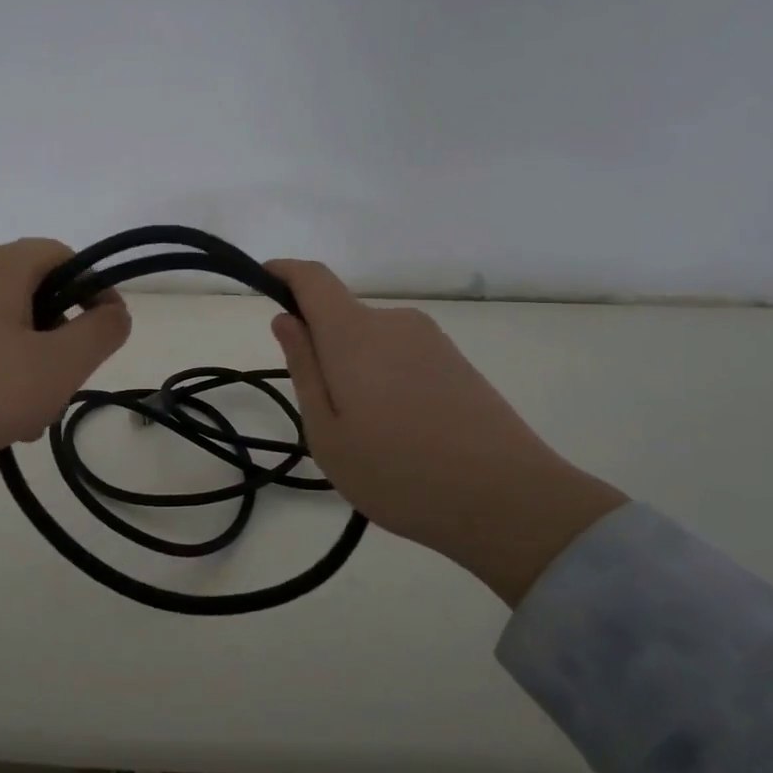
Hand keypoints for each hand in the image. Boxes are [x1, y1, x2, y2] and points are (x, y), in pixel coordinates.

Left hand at [0, 239, 130, 479]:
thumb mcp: (55, 367)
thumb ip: (100, 333)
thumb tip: (114, 312)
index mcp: (0, 266)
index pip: (65, 256)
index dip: (95, 291)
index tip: (104, 337)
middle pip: (33, 292)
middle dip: (58, 339)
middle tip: (61, 389)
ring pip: (0, 322)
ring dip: (25, 361)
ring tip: (25, 416)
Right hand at [266, 260, 626, 603]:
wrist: (507, 500)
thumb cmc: (398, 472)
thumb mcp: (327, 432)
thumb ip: (304, 368)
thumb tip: (286, 320)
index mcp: (355, 334)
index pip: (313, 278)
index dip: (285, 273)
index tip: (265, 282)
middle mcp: (395, 322)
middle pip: (342, 317)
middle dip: (322, 350)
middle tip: (327, 418)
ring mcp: (431, 340)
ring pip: (372, 342)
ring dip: (356, 371)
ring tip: (370, 438)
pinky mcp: (457, 361)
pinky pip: (402, 357)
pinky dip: (386, 381)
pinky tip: (404, 435)